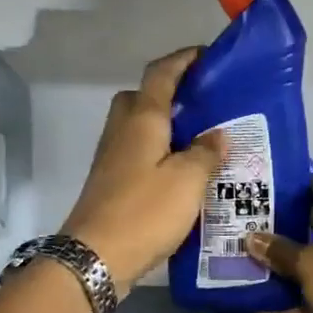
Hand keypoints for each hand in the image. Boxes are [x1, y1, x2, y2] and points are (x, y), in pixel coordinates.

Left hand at [61, 47, 226, 295]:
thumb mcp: (187, 180)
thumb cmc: (144, 211)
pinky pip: (137, 153)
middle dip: (169, 93)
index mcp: (142, 119)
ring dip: (164, 125)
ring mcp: (111, 157)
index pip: (161, 74)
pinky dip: (158, 152)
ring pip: (138, 127)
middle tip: (202, 104)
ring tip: (200, 139)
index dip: (182, 60)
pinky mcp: (111, 182)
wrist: (95, 257)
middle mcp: (122, 131)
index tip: (205, 55)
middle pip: (142, 97)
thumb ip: (206, 153)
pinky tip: (181, 172)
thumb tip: (217, 135)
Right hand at [243, 168, 312, 312]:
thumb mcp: (309, 263)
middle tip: (247, 229)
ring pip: (312, 259)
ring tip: (244, 266)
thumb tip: (249, 237)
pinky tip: (258, 311)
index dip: (302, 183)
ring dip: (283, 266)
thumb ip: (278, 251)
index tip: (270, 193)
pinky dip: (291, 302)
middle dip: (283, 226)